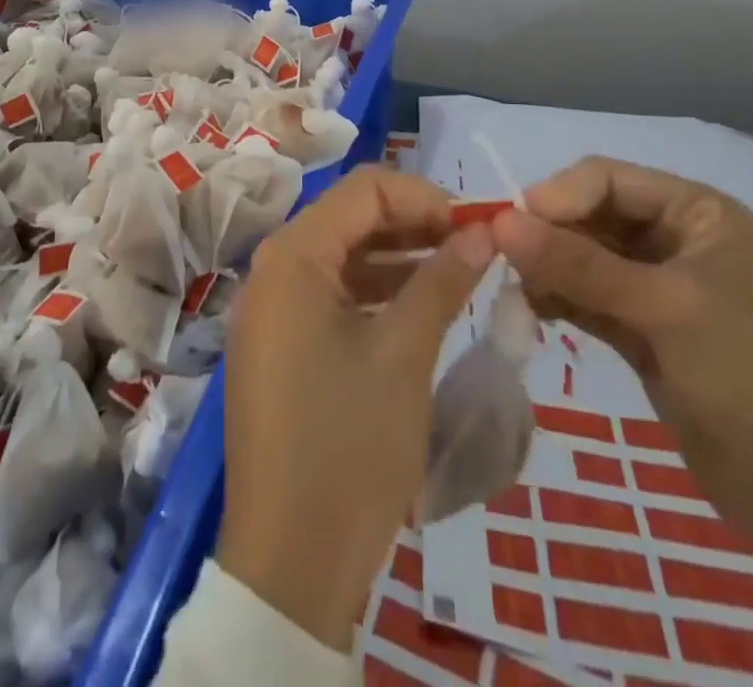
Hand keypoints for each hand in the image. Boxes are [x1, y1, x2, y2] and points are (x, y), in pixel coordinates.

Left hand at [217, 166, 493, 648]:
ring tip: (454, 273)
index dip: (422, 197)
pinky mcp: (276, 345)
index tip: (474, 225)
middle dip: (412, 224)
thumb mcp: (405, 355)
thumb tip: (483, 231)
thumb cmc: (349, 445)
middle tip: (471, 247)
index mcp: (292, 256)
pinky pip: (327, 294)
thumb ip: (442, 281)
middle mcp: (272, 269)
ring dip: (395, 257)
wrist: (289, 563)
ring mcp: (269, 310)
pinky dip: (372, 291)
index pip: (363, 189)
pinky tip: (416, 307)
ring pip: (339, 256)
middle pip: (348, 218)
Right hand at [492, 157, 752, 630]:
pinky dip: (558, 298)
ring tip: (517, 291)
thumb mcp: (663, 310)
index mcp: (698, 214)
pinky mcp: (644, 331)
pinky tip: (531, 310)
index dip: (556, 195)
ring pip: (584, 257)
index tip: (509, 227)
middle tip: (501, 261)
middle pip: (591, 215)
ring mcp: (659, 288)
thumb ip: (578, 263)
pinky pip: (587, 297)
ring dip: (547, 267)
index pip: (607, 179)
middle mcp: (676, 240)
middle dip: (547, 234)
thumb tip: (499, 222)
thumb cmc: (751, 381)